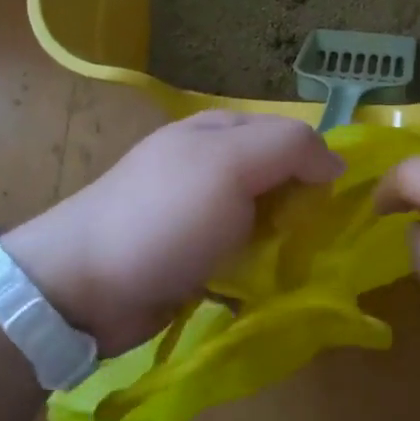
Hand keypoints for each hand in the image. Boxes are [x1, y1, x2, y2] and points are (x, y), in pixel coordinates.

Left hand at [4, 111, 342, 353]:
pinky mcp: (192, 256)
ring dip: (283, 245)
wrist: (83, 288)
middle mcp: (212, 166)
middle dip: (302, 210)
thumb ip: (290, 148)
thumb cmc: (163, 217)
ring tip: (294, 272)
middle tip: (313, 244)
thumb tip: (336, 163)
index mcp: (220, 131)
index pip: (292, 136)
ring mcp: (199, 213)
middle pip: (281, 180)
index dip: (318, 166)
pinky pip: (242, 256)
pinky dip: (258, 270)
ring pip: (265, 221)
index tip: (332, 207)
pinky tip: (265, 288)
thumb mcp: (231, 165)